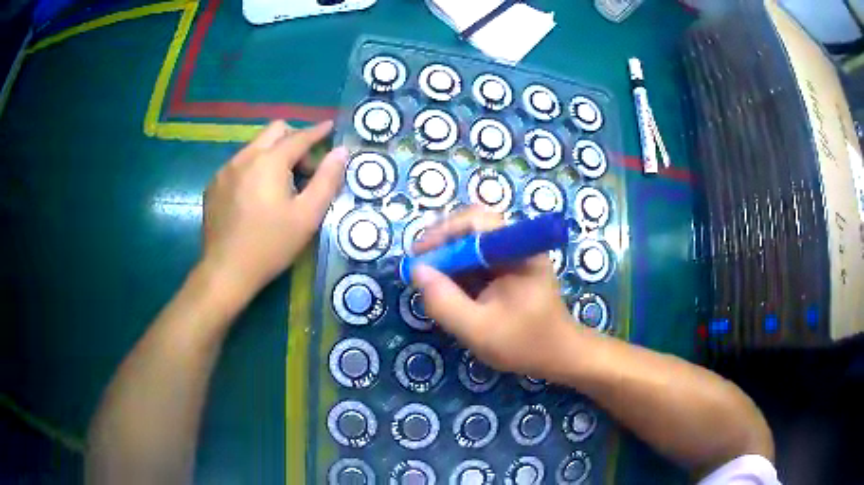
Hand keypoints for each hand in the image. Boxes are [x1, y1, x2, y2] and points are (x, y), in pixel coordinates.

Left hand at [200, 120, 347, 295]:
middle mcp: (244, 157)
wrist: (226, 271)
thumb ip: (327, 180)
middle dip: (294, 140)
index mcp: (269, 161)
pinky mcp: (213, 185)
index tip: (330, 127)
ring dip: (273, 156)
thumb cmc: (270, 245)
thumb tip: (340, 152)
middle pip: (274, 131)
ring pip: (255, 147)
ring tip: (280, 187)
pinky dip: (254, 169)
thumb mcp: (307, 216)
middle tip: (305, 168)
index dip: (318, 131)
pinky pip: (239, 164)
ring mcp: (225, 170)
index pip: (299, 137)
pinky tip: (255, 198)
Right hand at [410, 206, 578, 377]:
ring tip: (431, 280)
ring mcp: (515, 255)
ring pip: (473, 243)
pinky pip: (478, 259)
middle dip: (443, 244)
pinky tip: (449, 288)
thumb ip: (444, 302)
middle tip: (421, 267)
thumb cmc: (524, 343)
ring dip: (449, 258)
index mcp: (519, 251)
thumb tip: (417, 271)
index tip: (419, 254)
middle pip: (473, 227)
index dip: (443, 232)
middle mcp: (518, 244)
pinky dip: (459, 270)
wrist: (559, 356)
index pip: (477, 221)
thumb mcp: (478, 329)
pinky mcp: (511, 268)